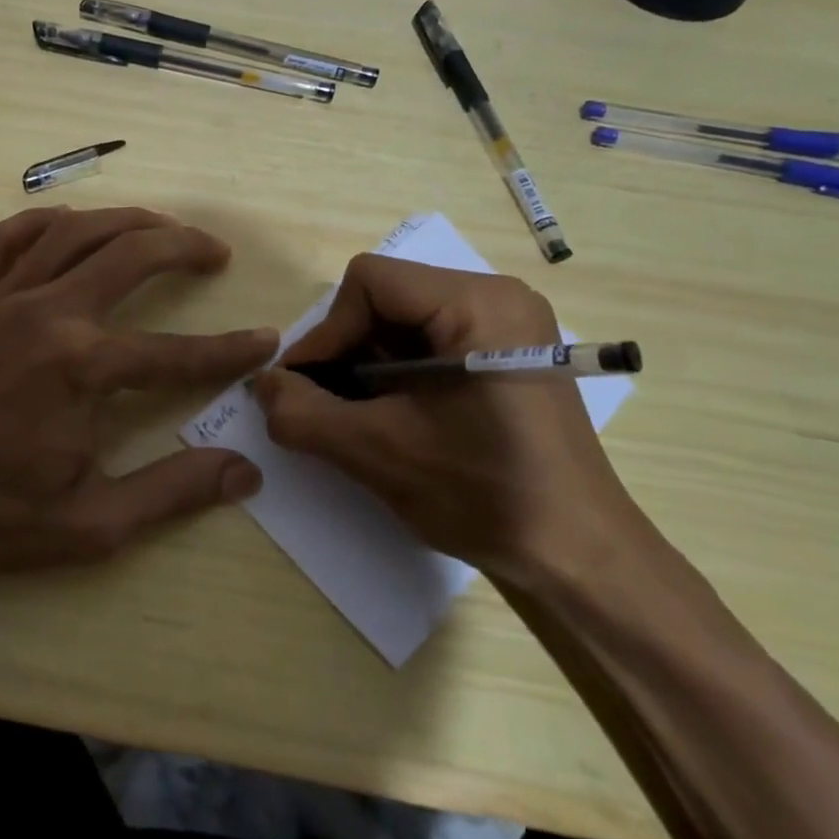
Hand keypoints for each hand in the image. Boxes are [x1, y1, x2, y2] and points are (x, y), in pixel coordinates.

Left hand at [0, 207, 274, 577]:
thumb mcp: (90, 524)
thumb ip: (172, 491)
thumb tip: (245, 471)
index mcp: (82, 369)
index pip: (177, 354)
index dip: (229, 350)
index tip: (264, 340)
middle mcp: (47, 315)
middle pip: (131, 256)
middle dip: (185, 247)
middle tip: (215, 252)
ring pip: (74, 232)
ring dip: (126, 221)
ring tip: (160, 227)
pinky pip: (4, 239)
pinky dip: (44, 222)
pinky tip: (68, 224)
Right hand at [253, 255, 633, 580]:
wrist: (577, 556)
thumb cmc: (484, 494)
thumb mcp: (377, 452)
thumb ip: (303, 413)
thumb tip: (261, 385)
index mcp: (478, 303)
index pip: (370, 282)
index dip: (327, 332)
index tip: (305, 387)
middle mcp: (499, 297)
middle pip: (388, 298)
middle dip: (346, 350)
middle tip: (326, 404)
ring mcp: (509, 326)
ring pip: (406, 321)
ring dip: (368, 365)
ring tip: (355, 415)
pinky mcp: (510, 354)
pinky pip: (432, 341)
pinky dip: (398, 373)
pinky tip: (392, 416)